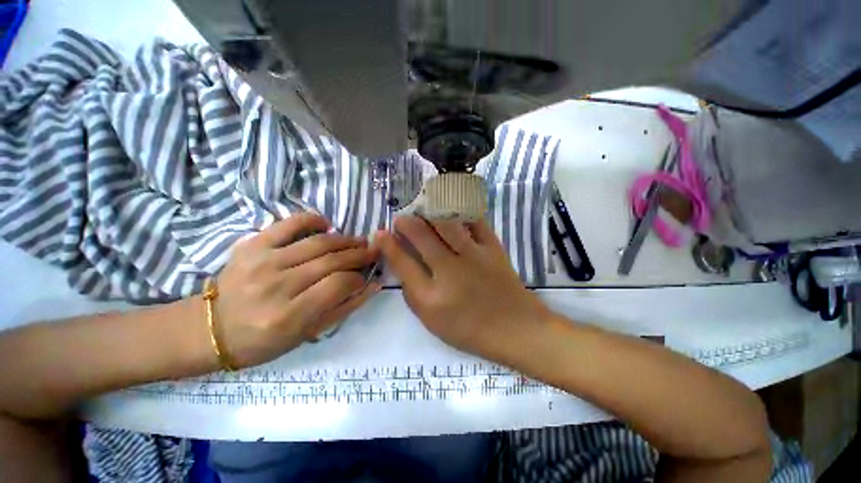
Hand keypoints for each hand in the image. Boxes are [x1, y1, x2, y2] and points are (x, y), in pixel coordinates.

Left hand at [213, 214, 379, 367]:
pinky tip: (327, 225)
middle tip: (372, 252)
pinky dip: (312, 220)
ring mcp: (262, 261)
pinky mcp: (252, 245)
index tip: (365, 277)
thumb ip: (344, 308)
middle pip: (331, 261)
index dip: (359, 278)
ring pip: (317, 243)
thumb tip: (373, 285)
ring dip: (345, 240)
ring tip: (359, 241)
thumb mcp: (307, 334)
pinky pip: (289, 224)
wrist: (211, 328)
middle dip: (359, 254)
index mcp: (288, 315)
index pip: (338, 284)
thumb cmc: (263, 341)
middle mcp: (276, 285)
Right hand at [375, 216, 551, 363]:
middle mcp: (450, 271)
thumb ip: (413, 293)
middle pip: (422, 237)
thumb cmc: (470, 329)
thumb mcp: (432, 321)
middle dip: (406, 223)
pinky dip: (462, 212)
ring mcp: (474, 256)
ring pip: (446, 223)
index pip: (402, 263)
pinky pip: (475, 221)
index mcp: (432, 296)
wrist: (514, 328)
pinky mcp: (493, 248)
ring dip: (429, 213)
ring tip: (423, 211)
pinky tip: (453, 211)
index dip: (388, 245)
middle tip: (401, 218)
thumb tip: (402, 265)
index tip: (380, 233)